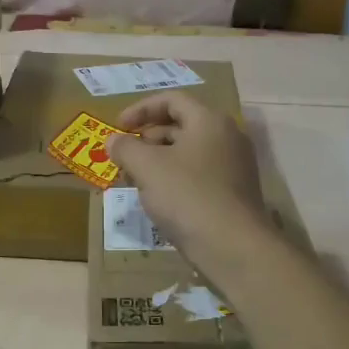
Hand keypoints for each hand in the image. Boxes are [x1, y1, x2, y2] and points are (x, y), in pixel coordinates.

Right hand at [109, 91, 269, 258]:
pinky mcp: (234, 192)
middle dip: (147, 139)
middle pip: (180, 125)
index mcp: (209, 121)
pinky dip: (175, 179)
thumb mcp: (147, 168)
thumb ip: (126, 148)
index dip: (140, 109)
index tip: (118, 127)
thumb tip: (113, 141)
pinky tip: (158, 200)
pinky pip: (199, 174)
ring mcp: (234, 166)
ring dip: (158, 161)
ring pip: (188, 153)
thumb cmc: (187, 196)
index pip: (172, 100)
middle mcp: (227, 136)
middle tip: (124, 158)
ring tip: (135, 181)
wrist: (233, 247)